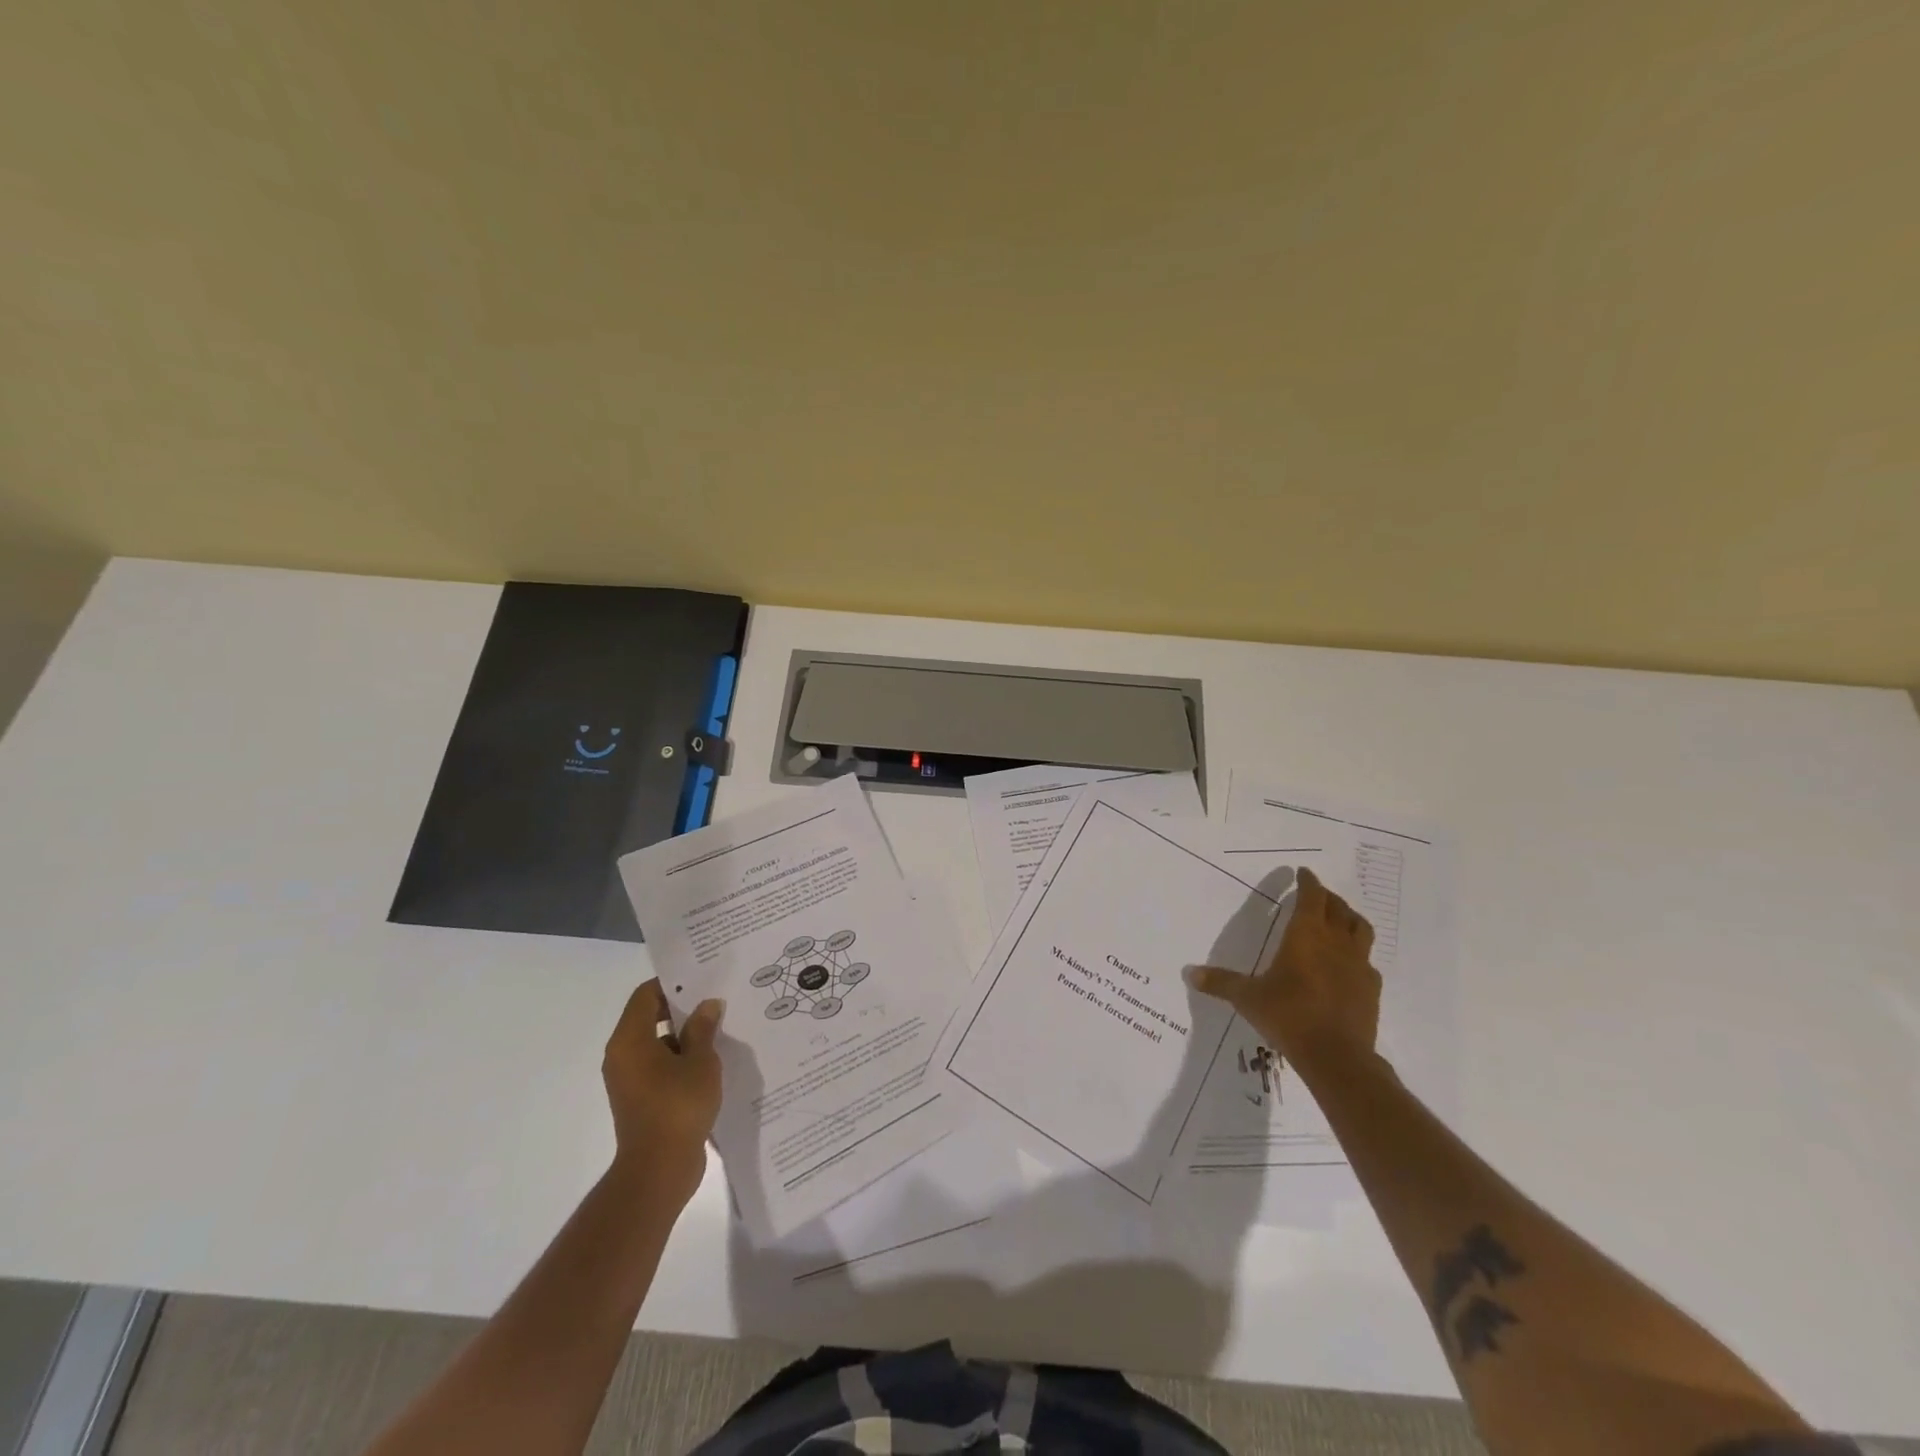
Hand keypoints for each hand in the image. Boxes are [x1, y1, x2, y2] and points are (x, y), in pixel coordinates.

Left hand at [602, 981, 723, 1202]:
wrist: (659, 1171)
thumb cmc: (678, 1107)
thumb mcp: (700, 1061)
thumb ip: (703, 1029)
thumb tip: (708, 1005)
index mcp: (630, 1040)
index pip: (646, 995)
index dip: (673, 984)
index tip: (702, 977)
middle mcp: (622, 1056)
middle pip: (650, 1017)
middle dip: (683, 1008)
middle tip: (716, 998)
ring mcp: (630, 1080)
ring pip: (657, 1043)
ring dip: (685, 1035)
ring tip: (720, 1027)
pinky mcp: (641, 1099)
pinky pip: (660, 1066)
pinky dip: (681, 1059)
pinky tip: (712, 1060)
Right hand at [1188, 866, 1380, 1069]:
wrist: (1336, 1056)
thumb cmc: (1288, 1015)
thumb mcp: (1247, 998)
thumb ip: (1220, 982)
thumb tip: (1189, 973)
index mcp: (1305, 935)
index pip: (1312, 896)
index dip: (1308, 882)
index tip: (1304, 873)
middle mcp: (1335, 942)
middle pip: (1338, 908)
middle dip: (1327, 897)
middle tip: (1316, 895)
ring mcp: (1358, 964)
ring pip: (1360, 929)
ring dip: (1349, 918)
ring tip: (1339, 919)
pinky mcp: (1371, 988)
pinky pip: (1367, 960)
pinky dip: (1357, 953)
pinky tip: (1347, 964)